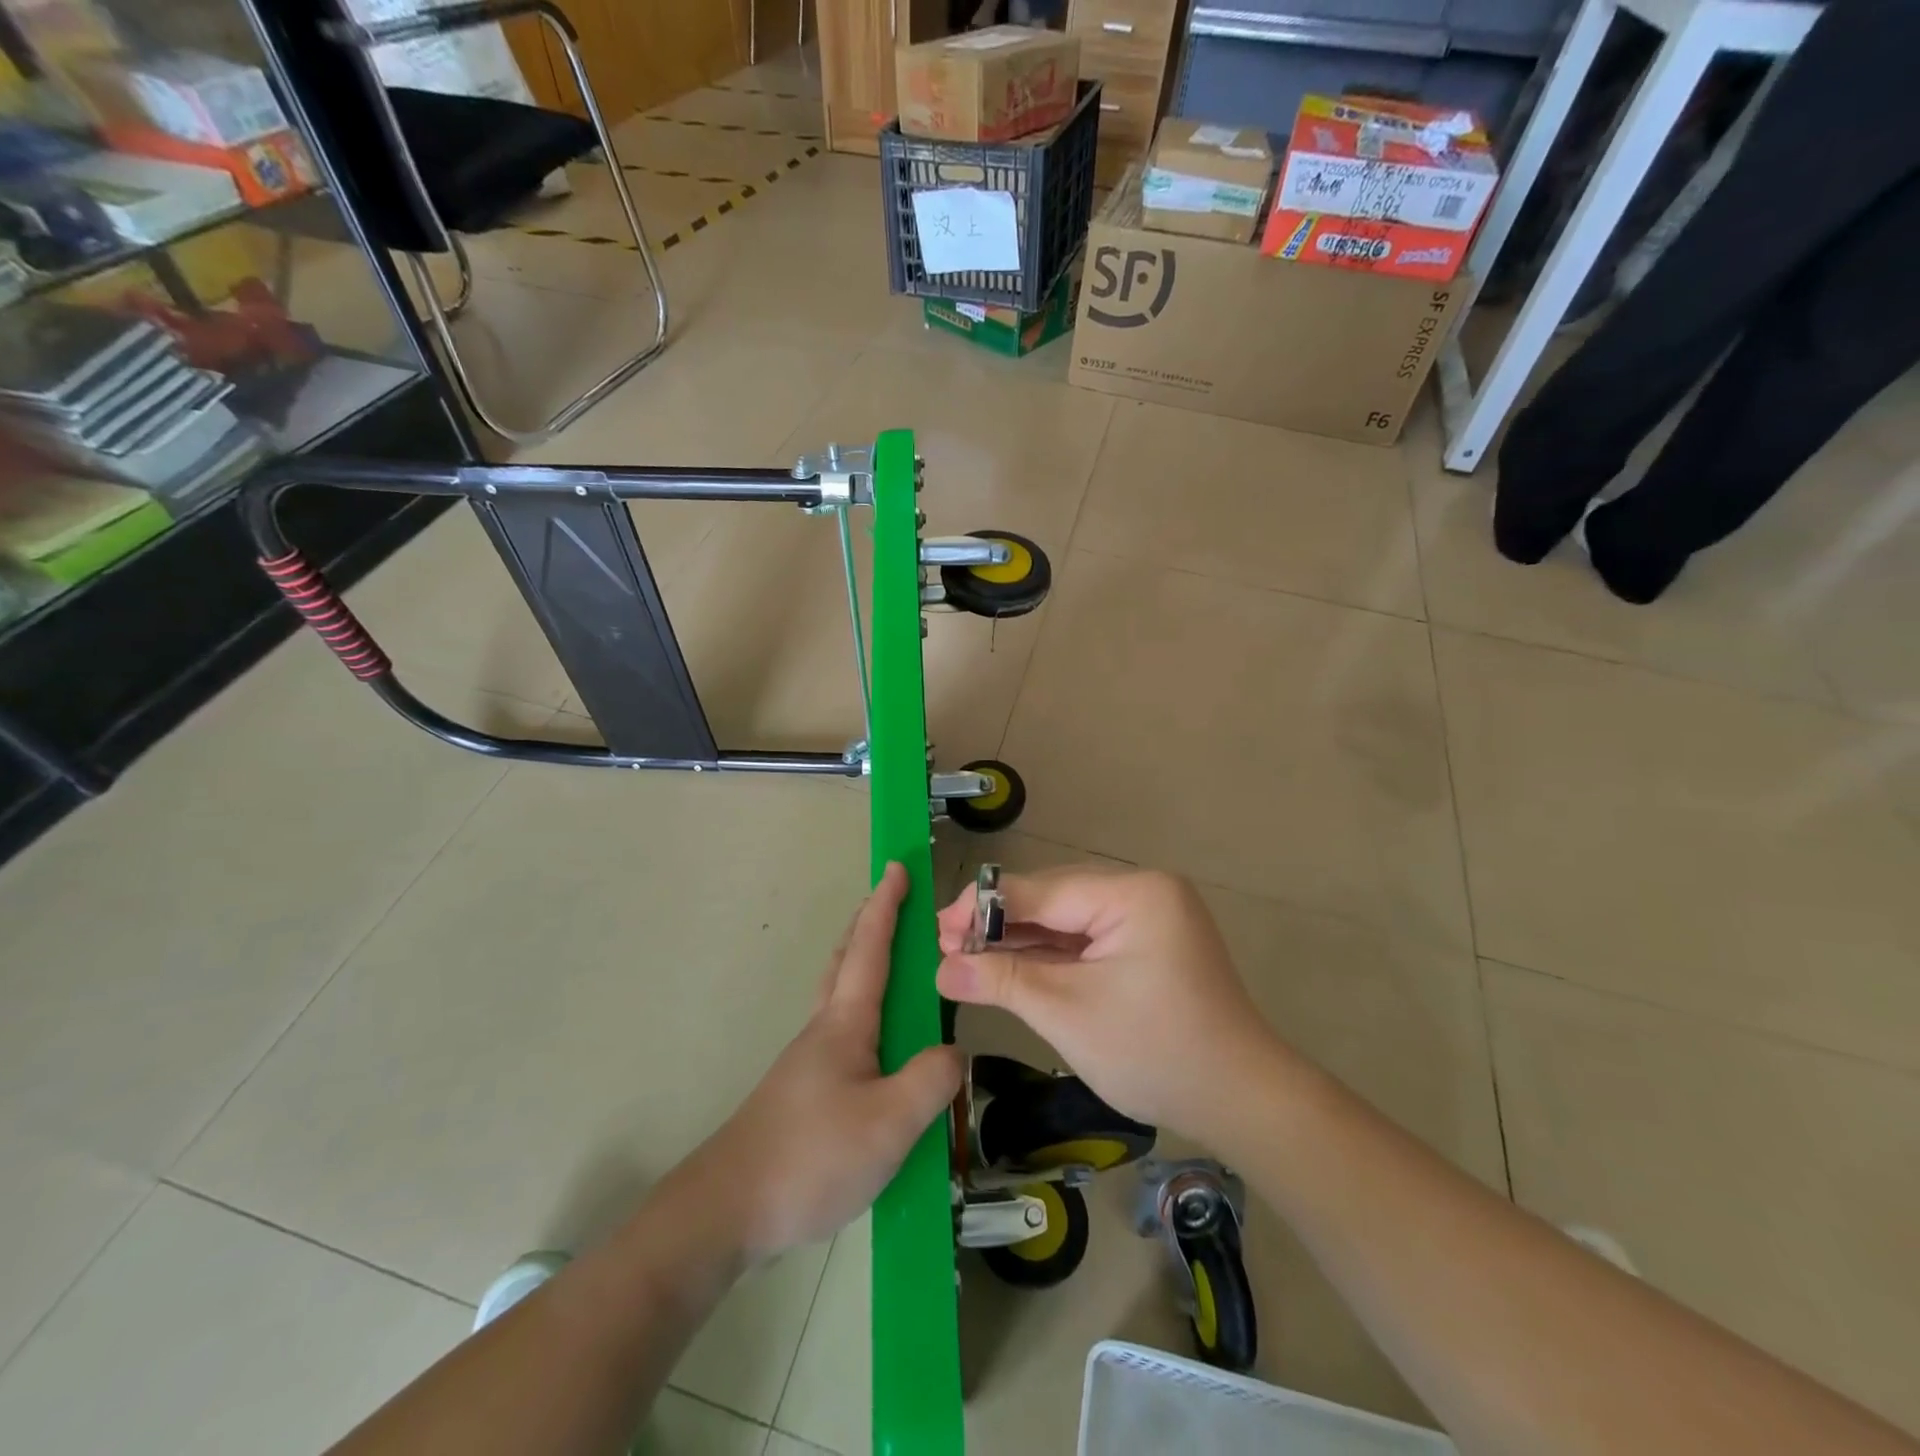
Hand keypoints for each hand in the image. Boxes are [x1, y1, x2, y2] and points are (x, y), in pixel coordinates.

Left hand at [686, 863, 962, 1260]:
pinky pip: (843, 1031)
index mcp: (846, 1022)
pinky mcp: (805, 1091)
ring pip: (842, 995)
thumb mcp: (889, 1123)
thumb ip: (931, 1081)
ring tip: (897, 969)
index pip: (870, 947)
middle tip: (894, 904)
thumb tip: (954, 1052)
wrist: (729, 1207)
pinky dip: (865, 1010)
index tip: (897, 867)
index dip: (886, 905)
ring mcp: (810, 1060)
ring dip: (864, 964)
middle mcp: (825, 1029)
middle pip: (847, 960)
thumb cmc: (811, 1155)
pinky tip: (882, 1048)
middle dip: (870, 925)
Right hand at [935, 868, 1282, 1139]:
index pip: (1043, 890)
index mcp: (1134, 894)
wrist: (1241, 1102)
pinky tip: (1010, 965)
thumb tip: (940, 968)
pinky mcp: (1148, 944)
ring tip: (966, 957)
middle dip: (1000, 926)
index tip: (938, 926)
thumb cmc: (1155, 1052)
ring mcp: (1149, 918)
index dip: (985, 908)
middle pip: (1054, 900)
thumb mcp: (1068, 1013)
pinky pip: (1088, 940)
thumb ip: (1002, 980)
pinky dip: (1051, 956)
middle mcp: (1143, 892)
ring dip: (1021, 942)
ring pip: (1068, 921)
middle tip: (947, 946)